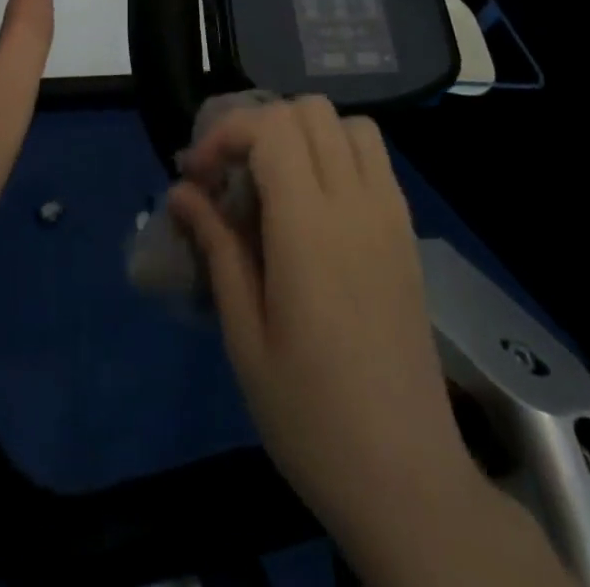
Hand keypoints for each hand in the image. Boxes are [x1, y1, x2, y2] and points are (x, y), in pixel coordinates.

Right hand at [170, 98, 479, 558]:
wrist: (408, 478)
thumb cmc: (311, 415)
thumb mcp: (245, 337)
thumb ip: (216, 248)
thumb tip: (181, 192)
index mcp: (310, 227)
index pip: (269, 128)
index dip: (224, 135)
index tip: (197, 176)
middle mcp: (356, 204)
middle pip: (308, 111)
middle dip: (258, 126)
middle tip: (230, 175)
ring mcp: (390, 215)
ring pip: (347, 124)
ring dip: (303, 133)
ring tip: (273, 181)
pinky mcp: (407, 233)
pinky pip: (374, 157)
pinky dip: (338, 152)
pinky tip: (315, 204)